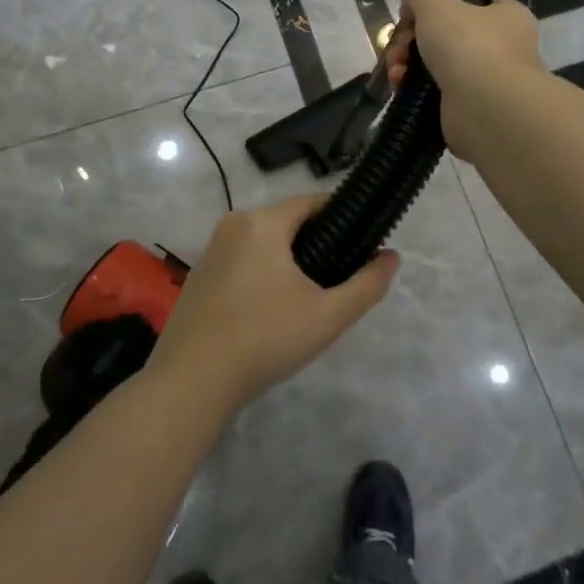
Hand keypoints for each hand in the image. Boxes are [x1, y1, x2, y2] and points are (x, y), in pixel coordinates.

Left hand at [146, 195, 398, 416]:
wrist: (191, 381)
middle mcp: (234, 225)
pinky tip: (270, 313)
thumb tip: (391, 257)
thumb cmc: (264, 339)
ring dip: (288, 263)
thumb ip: (366, 285)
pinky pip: (242, 262)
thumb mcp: (327, 316)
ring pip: (264, 244)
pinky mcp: (199, 276)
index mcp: (263, 222)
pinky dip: (262, 276)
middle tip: (337, 280)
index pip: (312, 202)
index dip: (341, 216)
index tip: (362, 240)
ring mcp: (212, 250)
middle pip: (287, 223)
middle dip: (316, 244)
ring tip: (307, 300)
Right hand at [386, 0, 543, 154]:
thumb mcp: (435, 2)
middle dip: (411, 39)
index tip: (412, 14)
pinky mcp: (468, 108)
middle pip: (445, 34)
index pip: (472, 1)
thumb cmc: (468, 45)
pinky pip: (434, 92)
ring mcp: (486, 80)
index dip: (438, 3)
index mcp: (507, 16)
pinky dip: (414, 89)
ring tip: (396, 72)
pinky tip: (401, 88)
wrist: (486, 109)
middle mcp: (502, 47)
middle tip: (397, 47)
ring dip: (408, 64)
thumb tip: (412, 3)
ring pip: (436, 63)